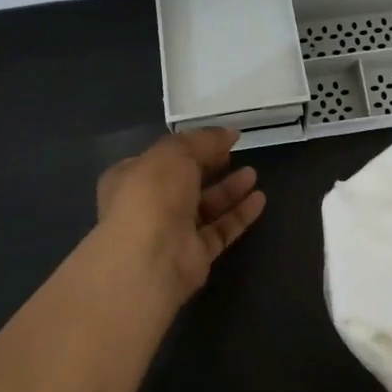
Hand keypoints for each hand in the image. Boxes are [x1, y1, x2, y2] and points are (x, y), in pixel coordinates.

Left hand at [95, 129, 266, 301]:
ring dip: (228, 190)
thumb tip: (229, 133)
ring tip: (253, 174)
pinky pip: (220, 230)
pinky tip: (259, 199)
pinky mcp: (194, 255)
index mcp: (132, 177)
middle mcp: (149, 205)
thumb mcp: (175, 152)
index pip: (161, 158)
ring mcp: (172, 232)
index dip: (190, 146)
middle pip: (185, 182)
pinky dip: (239, 215)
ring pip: (205, 207)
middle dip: (210, 167)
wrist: (151, 258)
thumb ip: (203, 140)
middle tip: (234, 154)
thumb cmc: (153, 194)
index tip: (219, 138)